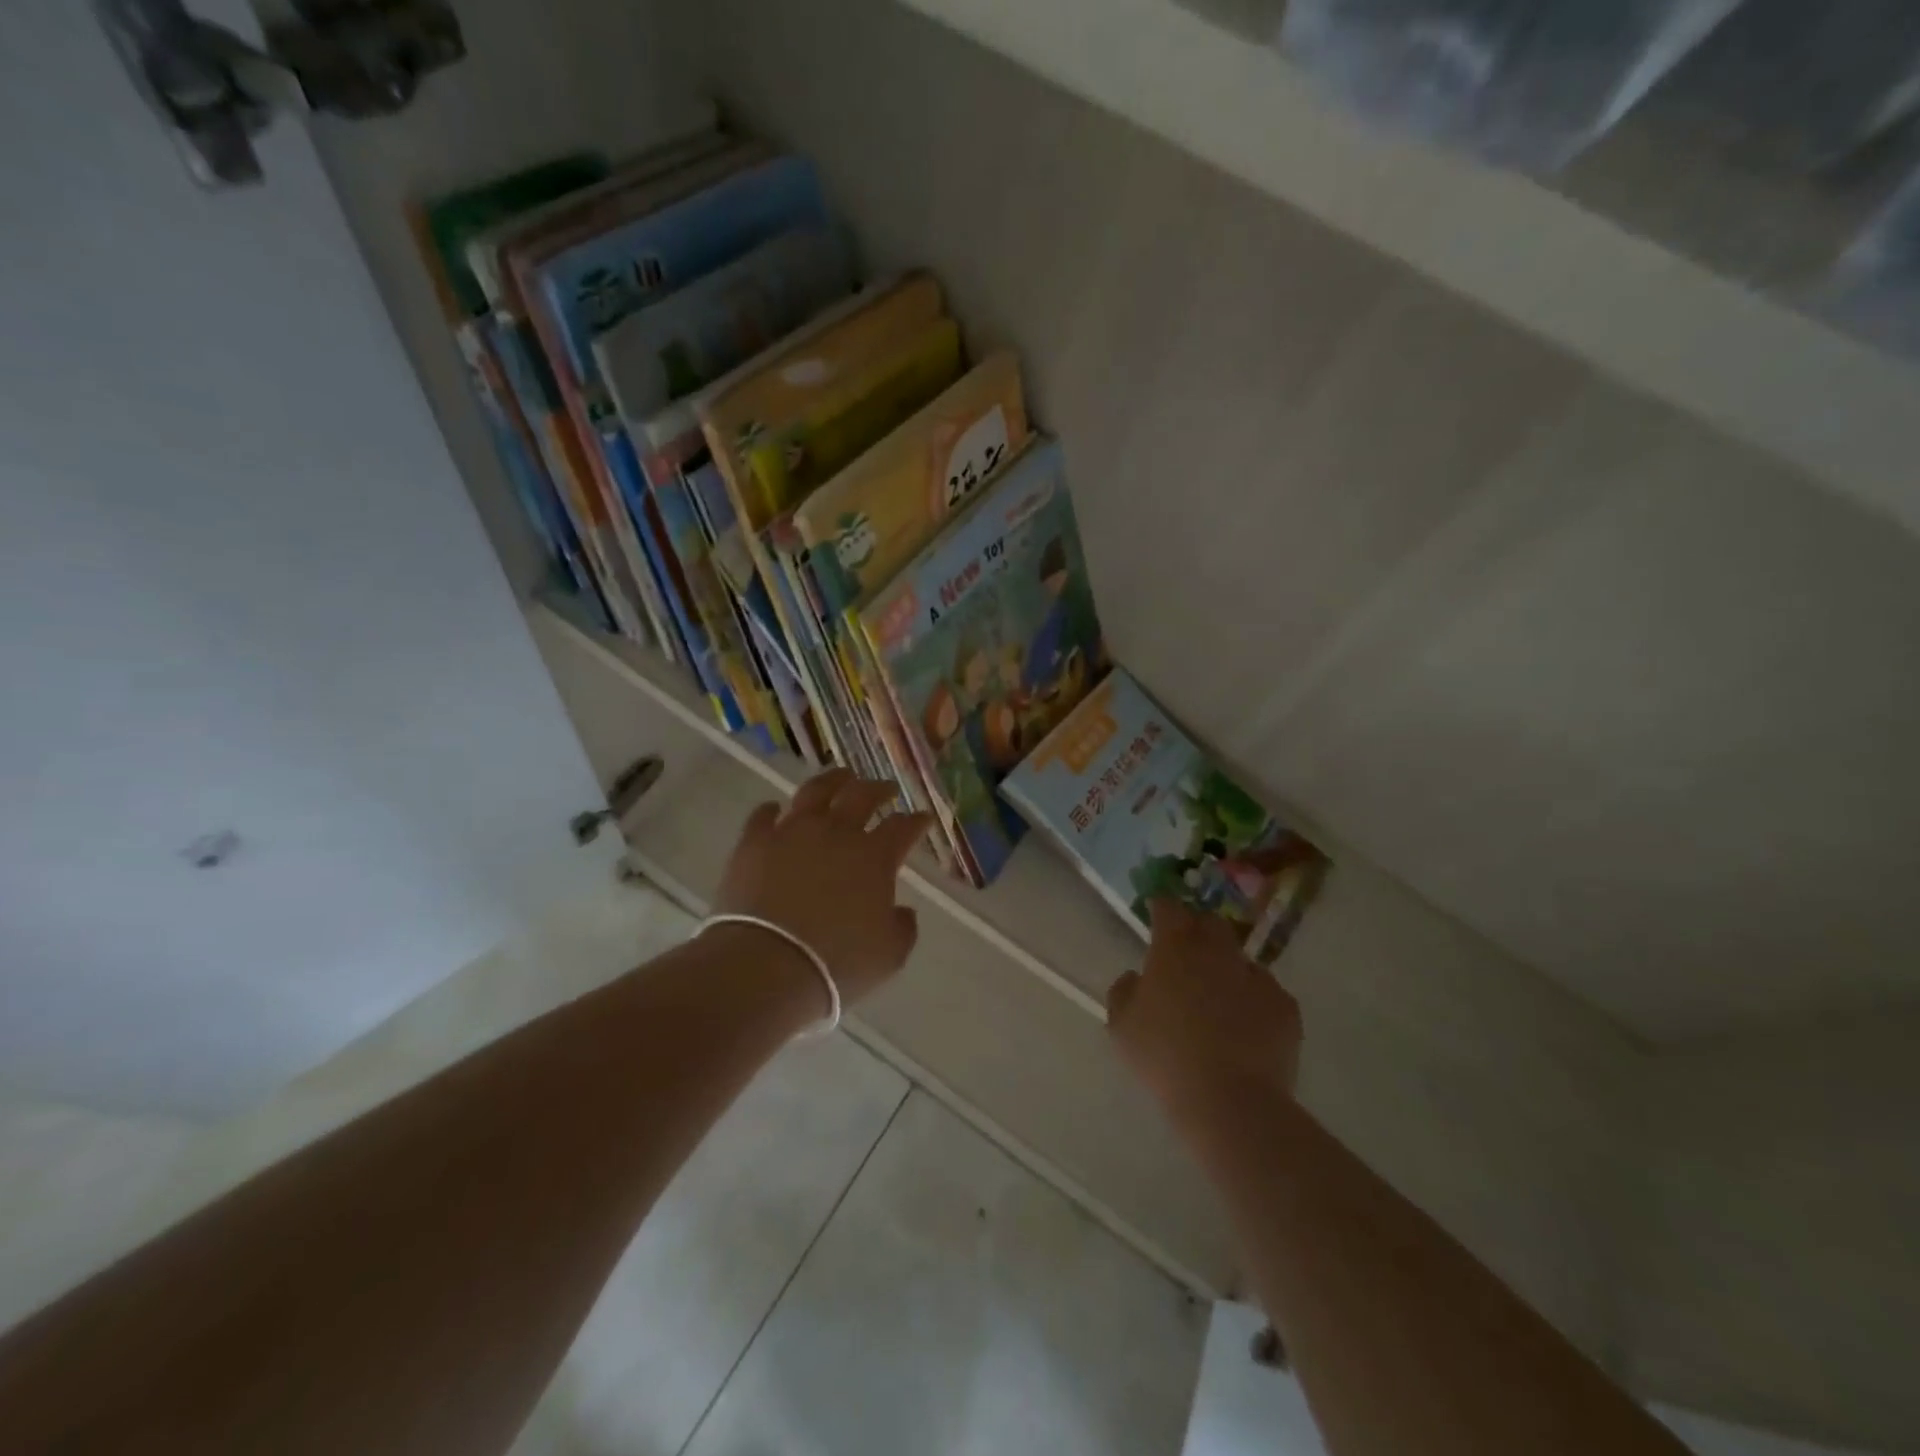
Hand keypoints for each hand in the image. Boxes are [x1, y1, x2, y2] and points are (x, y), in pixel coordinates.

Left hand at [713, 769, 933, 1006]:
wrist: (765, 966)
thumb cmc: (835, 964)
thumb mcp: (888, 956)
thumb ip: (902, 928)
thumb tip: (902, 911)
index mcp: (874, 856)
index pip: (903, 827)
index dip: (916, 821)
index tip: (923, 819)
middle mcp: (836, 832)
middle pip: (861, 796)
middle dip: (878, 789)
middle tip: (886, 789)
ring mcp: (792, 832)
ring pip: (815, 792)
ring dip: (832, 781)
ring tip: (840, 777)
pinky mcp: (754, 843)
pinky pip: (763, 816)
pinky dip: (772, 810)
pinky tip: (775, 809)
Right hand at [1107, 899, 1302, 1118]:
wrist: (1230, 1100)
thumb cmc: (1164, 1056)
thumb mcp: (1121, 1026)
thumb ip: (1123, 991)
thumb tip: (1136, 977)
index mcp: (1175, 948)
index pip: (1168, 907)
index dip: (1161, 908)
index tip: (1155, 914)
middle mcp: (1217, 951)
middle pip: (1210, 923)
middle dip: (1197, 930)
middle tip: (1186, 954)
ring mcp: (1256, 976)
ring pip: (1240, 958)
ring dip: (1227, 967)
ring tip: (1219, 998)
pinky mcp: (1285, 1005)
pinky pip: (1266, 991)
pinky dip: (1254, 1000)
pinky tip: (1247, 1027)